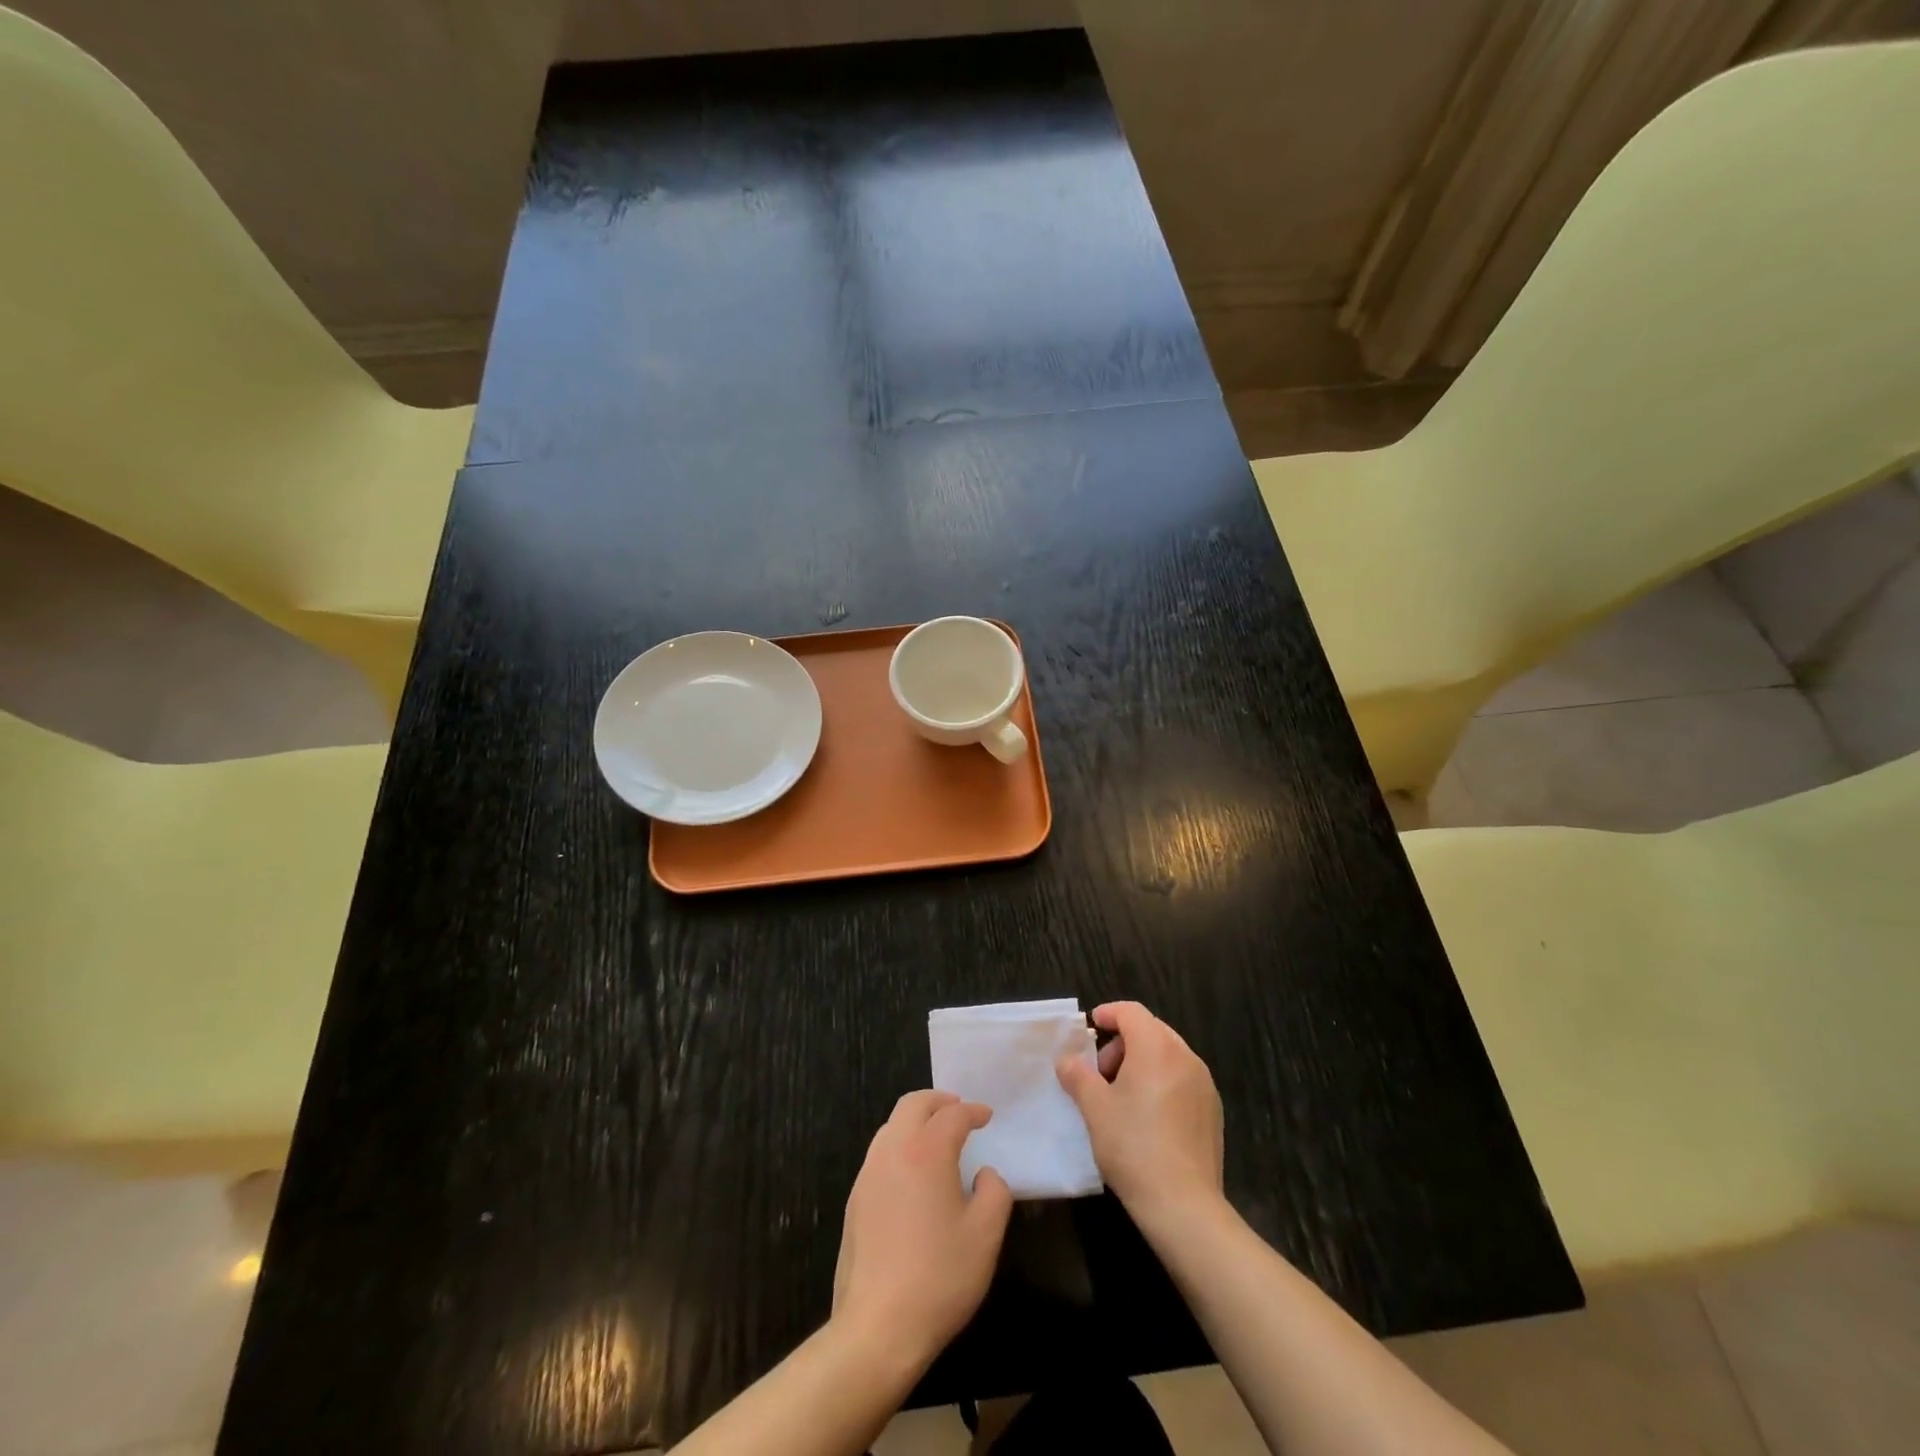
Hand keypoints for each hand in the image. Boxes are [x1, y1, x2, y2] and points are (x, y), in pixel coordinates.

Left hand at [831, 1090, 1013, 1368]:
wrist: (876, 1327)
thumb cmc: (939, 1277)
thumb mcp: (985, 1235)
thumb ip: (995, 1192)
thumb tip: (984, 1174)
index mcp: (927, 1151)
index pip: (952, 1115)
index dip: (972, 1111)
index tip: (986, 1116)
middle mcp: (893, 1151)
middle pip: (913, 1105)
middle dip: (938, 1101)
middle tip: (958, 1109)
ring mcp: (868, 1174)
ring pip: (891, 1126)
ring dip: (915, 1120)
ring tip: (936, 1136)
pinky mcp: (855, 1200)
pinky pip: (880, 1153)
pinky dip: (900, 1145)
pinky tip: (913, 1173)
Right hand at [1056, 1002, 1224, 1232]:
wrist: (1184, 1205)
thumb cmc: (1133, 1146)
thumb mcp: (1094, 1108)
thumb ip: (1077, 1075)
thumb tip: (1067, 1061)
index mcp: (1157, 1047)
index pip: (1131, 1011)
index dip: (1108, 1013)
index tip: (1090, 1028)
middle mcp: (1185, 1057)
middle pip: (1151, 1030)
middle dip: (1123, 1042)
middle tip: (1100, 1072)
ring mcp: (1204, 1084)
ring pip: (1168, 1055)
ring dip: (1142, 1062)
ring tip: (1121, 1096)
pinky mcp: (1213, 1111)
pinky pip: (1182, 1080)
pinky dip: (1161, 1082)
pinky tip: (1147, 1117)